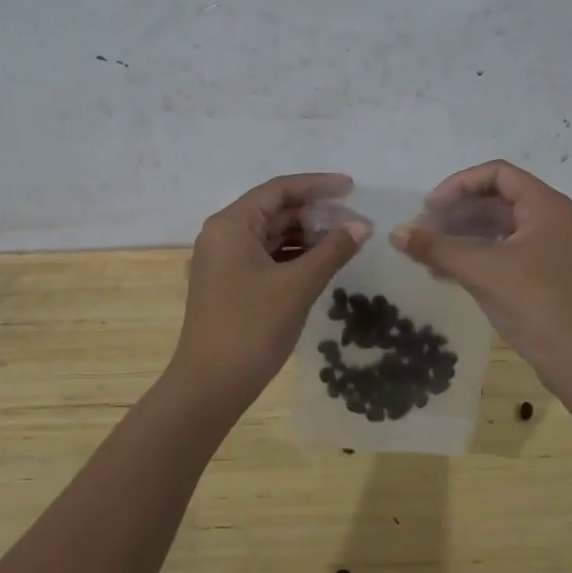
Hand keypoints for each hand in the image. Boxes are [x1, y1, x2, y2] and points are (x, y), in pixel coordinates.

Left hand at [169, 173, 370, 409]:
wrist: (209, 386)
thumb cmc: (251, 328)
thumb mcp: (297, 286)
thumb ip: (332, 251)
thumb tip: (362, 226)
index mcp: (231, 225)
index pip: (278, 190)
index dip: (317, 185)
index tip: (352, 188)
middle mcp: (223, 235)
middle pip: (274, 210)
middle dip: (315, 213)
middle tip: (356, 221)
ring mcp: (225, 261)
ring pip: (272, 235)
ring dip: (307, 236)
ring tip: (346, 241)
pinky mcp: (231, 283)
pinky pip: (267, 257)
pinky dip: (295, 256)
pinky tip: (322, 263)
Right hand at [391, 160, 571, 384]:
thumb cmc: (534, 303)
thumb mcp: (481, 271)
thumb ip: (436, 248)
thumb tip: (395, 232)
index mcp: (546, 205)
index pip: (497, 173)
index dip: (458, 184)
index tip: (430, 207)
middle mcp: (551, 219)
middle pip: (496, 199)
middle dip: (456, 212)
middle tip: (423, 231)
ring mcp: (550, 247)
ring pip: (499, 227)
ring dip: (462, 235)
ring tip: (428, 253)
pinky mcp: (544, 273)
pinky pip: (505, 251)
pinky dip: (476, 255)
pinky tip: (445, 272)